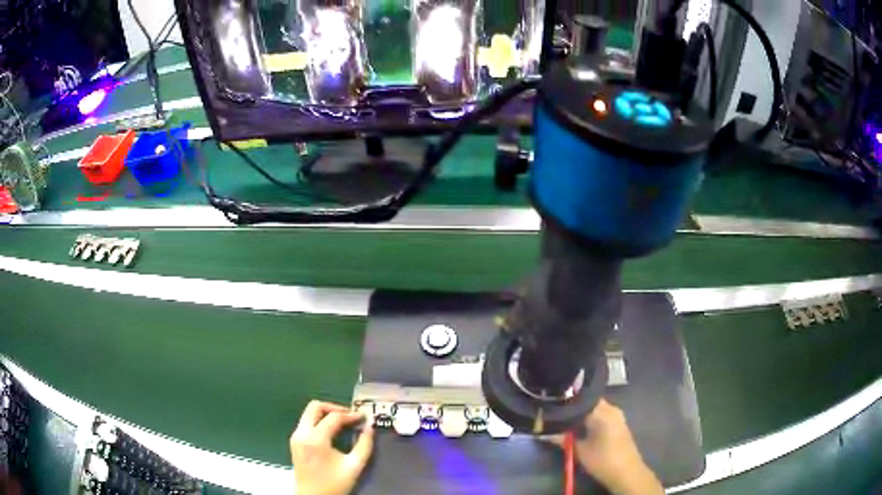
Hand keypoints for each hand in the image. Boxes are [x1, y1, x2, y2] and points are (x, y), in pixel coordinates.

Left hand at [291, 401, 374, 494]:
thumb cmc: (333, 484)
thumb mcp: (354, 466)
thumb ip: (364, 446)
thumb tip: (369, 428)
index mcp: (315, 439)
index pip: (334, 417)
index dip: (351, 415)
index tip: (364, 417)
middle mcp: (301, 433)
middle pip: (315, 407)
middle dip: (334, 408)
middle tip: (351, 416)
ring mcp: (295, 437)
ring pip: (309, 413)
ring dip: (326, 414)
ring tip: (344, 423)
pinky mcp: (294, 442)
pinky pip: (306, 422)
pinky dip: (319, 421)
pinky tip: (332, 431)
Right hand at [544, 399, 662, 494]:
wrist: (626, 472)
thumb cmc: (603, 459)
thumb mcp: (579, 450)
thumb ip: (562, 438)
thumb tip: (542, 432)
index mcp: (603, 411)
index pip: (581, 398)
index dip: (565, 400)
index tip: (552, 404)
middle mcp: (611, 408)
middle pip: (588, 402)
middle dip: (572, 408)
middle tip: (554, 413)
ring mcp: (616, 415)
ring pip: (594, 408)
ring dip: (580, 414)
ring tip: (563, 419)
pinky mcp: (617, 423)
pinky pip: (600, 414)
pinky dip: (589, 418)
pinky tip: (578, 426)